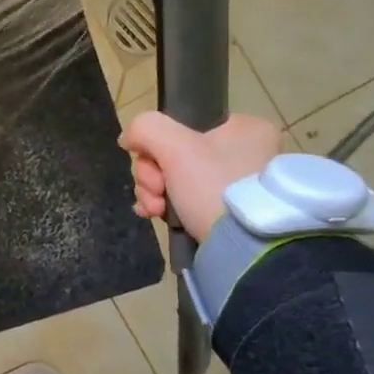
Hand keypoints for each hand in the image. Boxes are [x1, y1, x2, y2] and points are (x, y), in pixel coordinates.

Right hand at [119, 112, 279, 239]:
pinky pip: (182, 198)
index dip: (157, 145)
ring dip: (152, 192)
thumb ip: (146, 129)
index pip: (182, 125)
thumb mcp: (176, 147)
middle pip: (173, 153)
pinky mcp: (223, 210)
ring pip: (172, 177)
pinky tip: (154, 215)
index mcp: (245, 128)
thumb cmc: (214, 186)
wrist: (242, 248)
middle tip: (157, 191)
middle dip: (152, 175)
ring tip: (155, 209)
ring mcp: (234, 183)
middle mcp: (244, 152)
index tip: (155, 165)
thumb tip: (129, 138)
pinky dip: (163, 205)